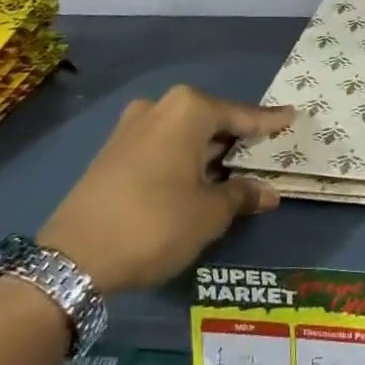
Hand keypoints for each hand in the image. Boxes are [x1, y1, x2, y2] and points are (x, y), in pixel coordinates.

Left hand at [37, 85, 293, 295]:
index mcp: (188, 110)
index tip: (292, 116)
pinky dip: (184, 157)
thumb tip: (269, 192)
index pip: (241, 115)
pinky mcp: (113, 150)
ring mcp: (132, 127)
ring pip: (184, 133)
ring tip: (235, 169)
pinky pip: (162, 145)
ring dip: (209, 150)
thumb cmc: (155, 224)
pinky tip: (197, 178)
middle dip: (237, 137)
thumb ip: (241, 195)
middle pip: (211, 119)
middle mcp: (160, 107)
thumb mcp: (209, 214)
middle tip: (265, 149)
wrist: (72, 258)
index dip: (268, 122)